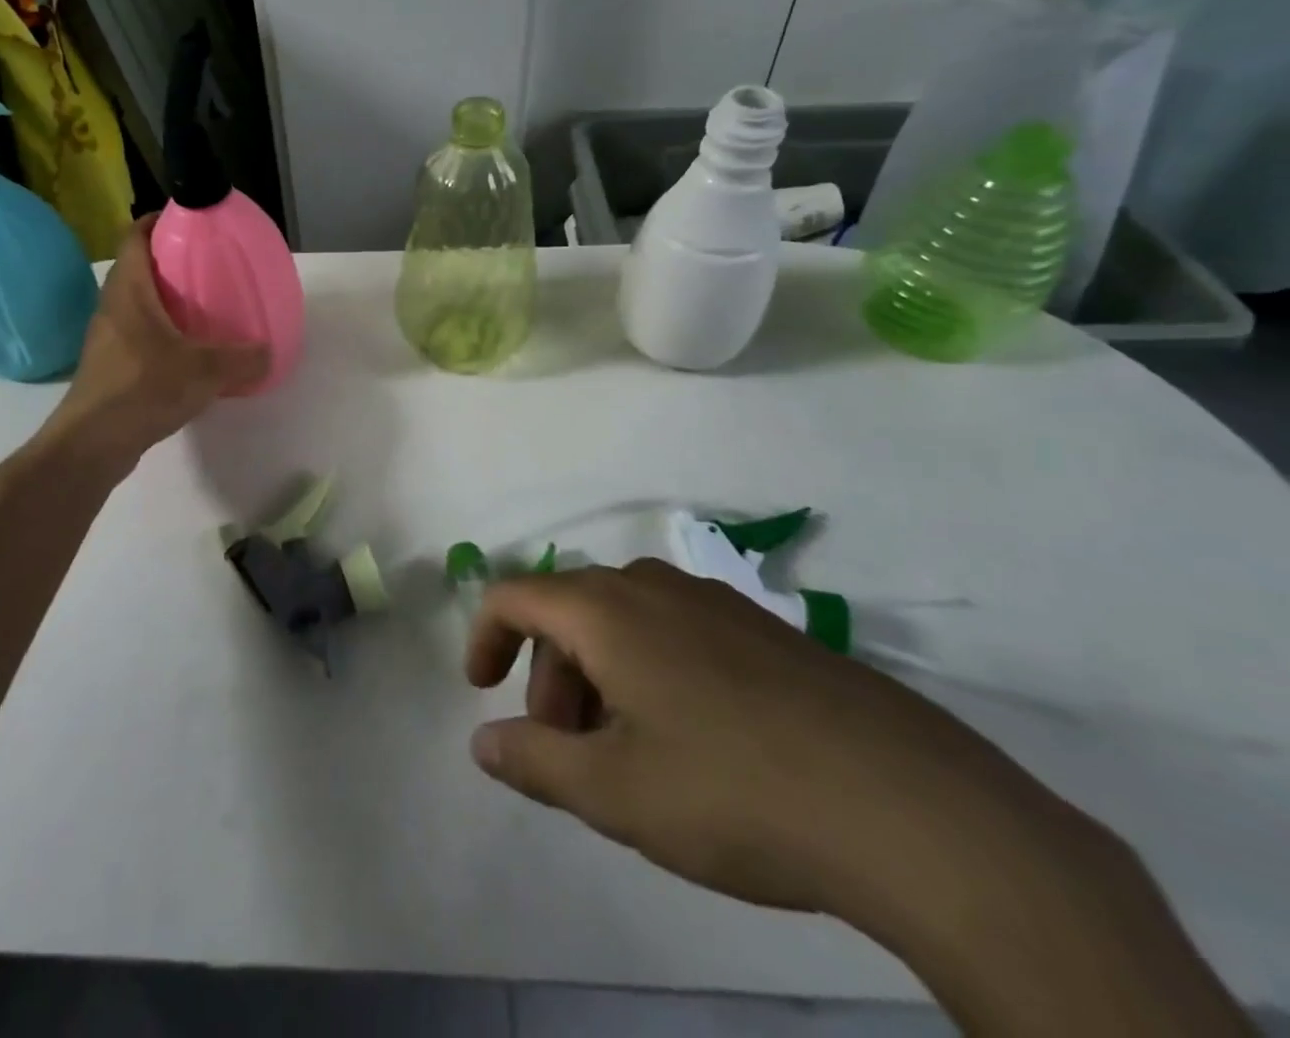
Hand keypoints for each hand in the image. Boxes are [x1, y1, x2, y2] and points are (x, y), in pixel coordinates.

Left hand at [48, 215, 269, 466]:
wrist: (92, 443)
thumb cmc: (142, 389)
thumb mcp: (204, 371)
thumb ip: (241, 358)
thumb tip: (268, 352)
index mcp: (129, 290)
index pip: (135, 236)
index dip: (158, 220)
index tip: (188, 220)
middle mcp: (113, 306)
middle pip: (139, 268)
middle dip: (171, 262)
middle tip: (209, 267)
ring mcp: (107, 338)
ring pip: (138, 304)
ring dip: (166, 300)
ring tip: (204, 308)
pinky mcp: (110, 366)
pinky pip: (138, 335)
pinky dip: (162, 333)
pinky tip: (188, 353)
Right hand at [467, 563, 1250, 1035]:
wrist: (911, 807)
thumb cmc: (734, 791)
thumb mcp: (614, 792)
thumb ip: (534, 761)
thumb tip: (482, 741)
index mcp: (607, 609)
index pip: (515, 594)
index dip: (484, 636)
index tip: (481, 691)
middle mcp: (654, 585)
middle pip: (570, 609)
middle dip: (548, 673)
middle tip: (565, 747)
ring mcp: (716, 601)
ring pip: (625, 619)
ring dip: (599, 672)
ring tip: (627, 750)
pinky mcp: (765, 629)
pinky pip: (677, 629)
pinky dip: (650, 669)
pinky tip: (692, 737)